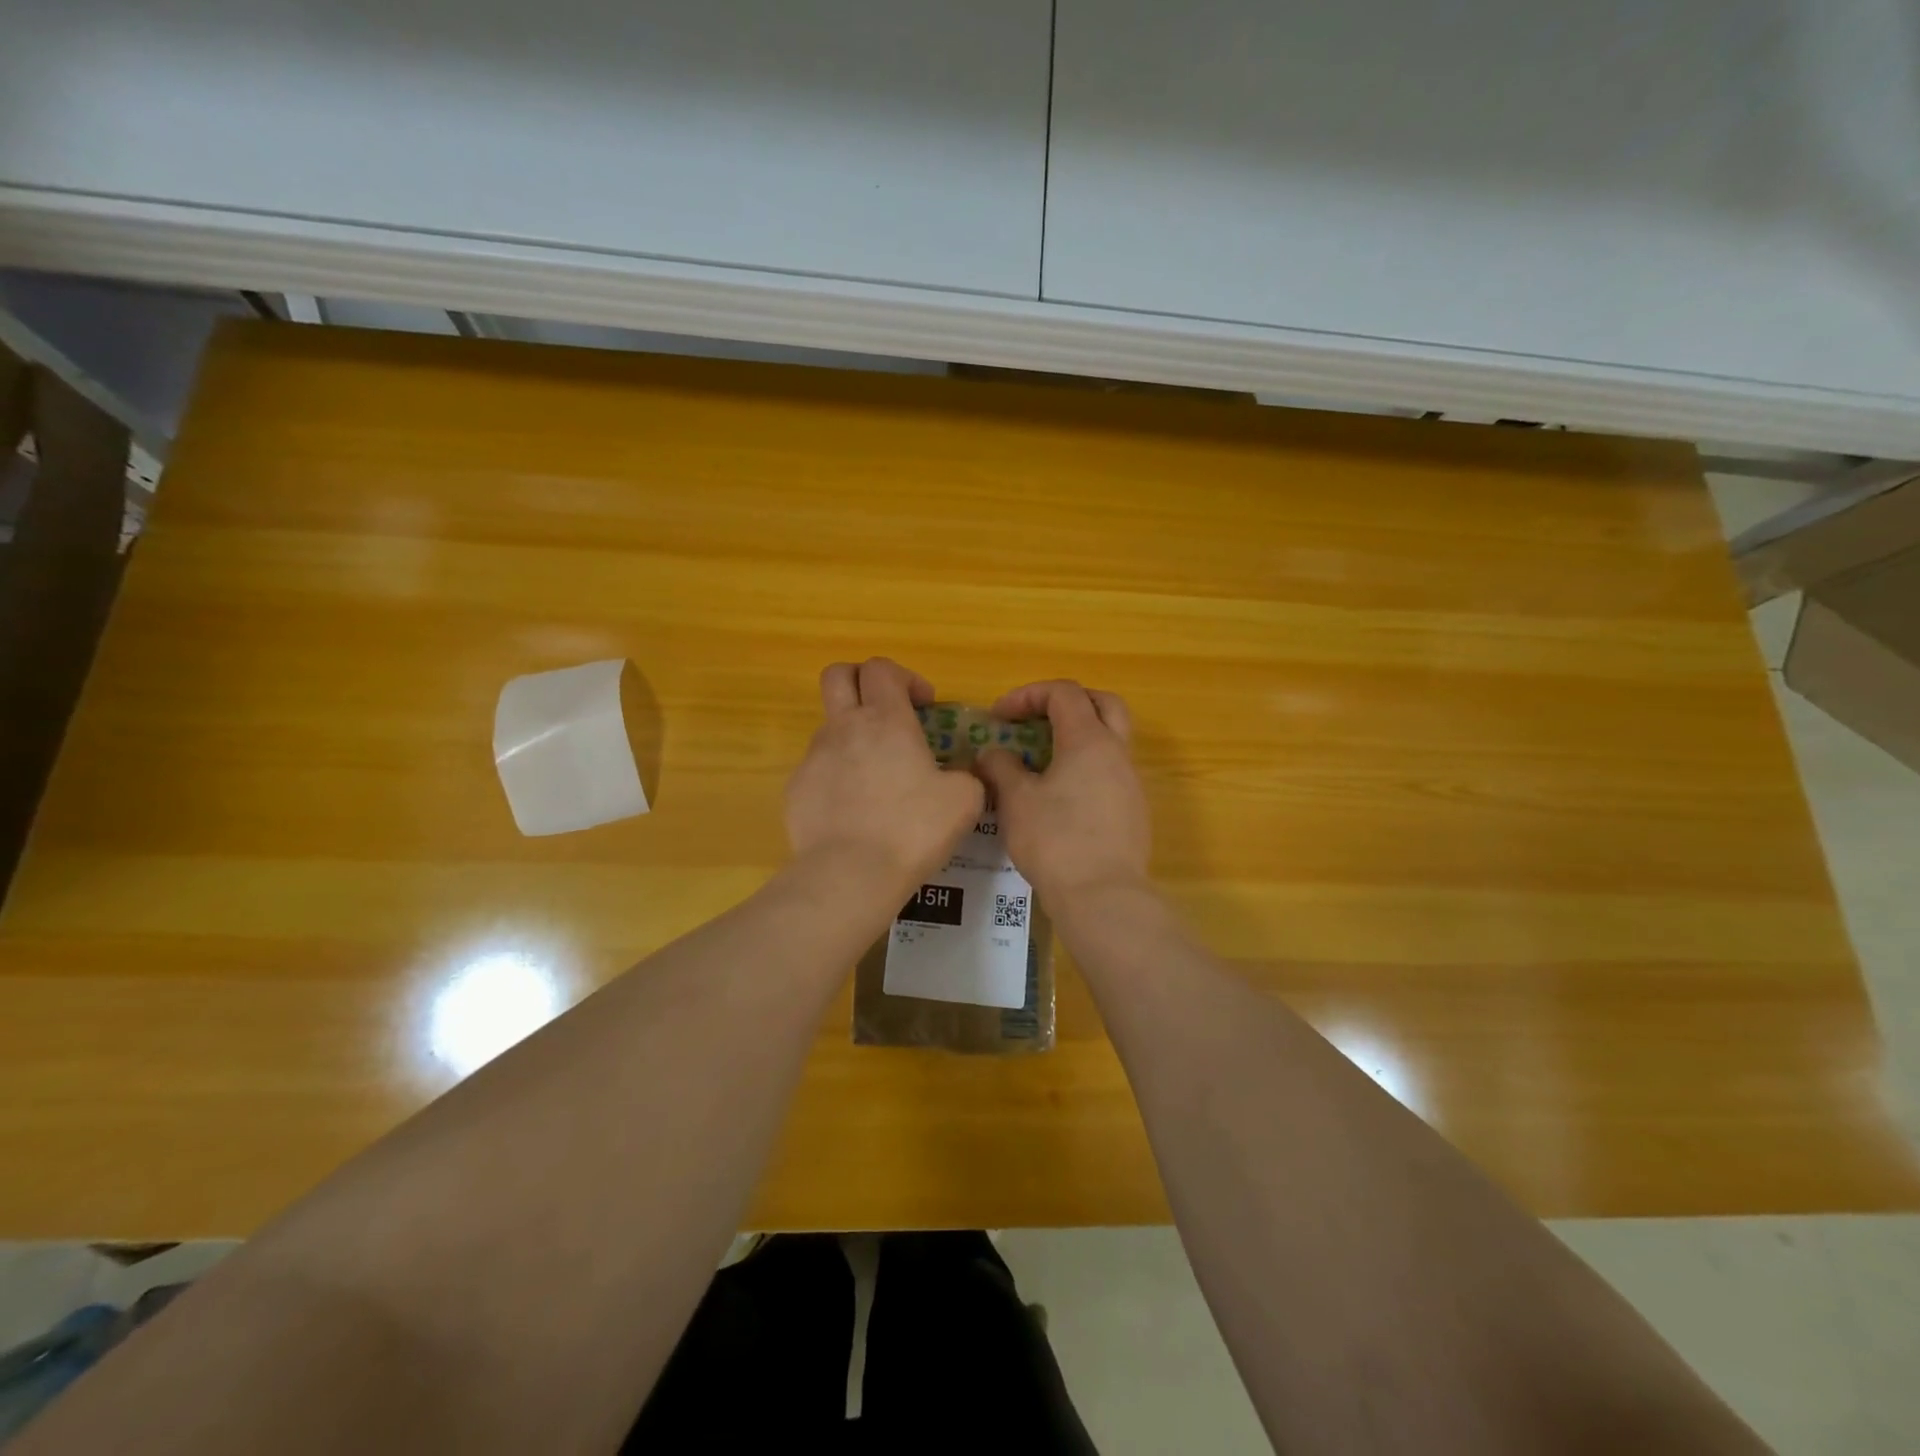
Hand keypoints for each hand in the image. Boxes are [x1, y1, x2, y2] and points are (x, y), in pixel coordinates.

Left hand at [785, 658, 984, 898]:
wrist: (850, 874)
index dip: (904, 677)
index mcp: (886, 720)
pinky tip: (854, 811)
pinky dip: (837, 777)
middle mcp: (844, 728)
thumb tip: (962, 773)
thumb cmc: (912, 829)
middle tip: (886, 710)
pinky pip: (818, 769)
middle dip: (861, 681)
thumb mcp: (964, 800)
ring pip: (829, 726)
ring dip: (852, 736)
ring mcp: (814, 757)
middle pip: (838, 675)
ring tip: (877, 777)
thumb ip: (967, 775)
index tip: (923, 705)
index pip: (882, 668)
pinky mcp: (796, 789)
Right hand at [972, 680, 1151, 908]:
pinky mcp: (1134, 811)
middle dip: (1068, 702)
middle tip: (1038, 718)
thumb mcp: (1016, 800)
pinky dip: (1087, 767)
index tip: (998, 717)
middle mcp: (1117, 752)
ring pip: (1111, 739)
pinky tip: (1063, 797)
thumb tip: (993, 753)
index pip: (1063, 693)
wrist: (1103, 896)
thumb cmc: (1055, 840)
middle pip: (1103, 703)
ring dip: (1079, 737)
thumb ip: (1001, 767)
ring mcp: (1132, 782)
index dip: (1028, 695)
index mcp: (1089, 740)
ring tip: (1044, 761)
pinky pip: (1112, 772)